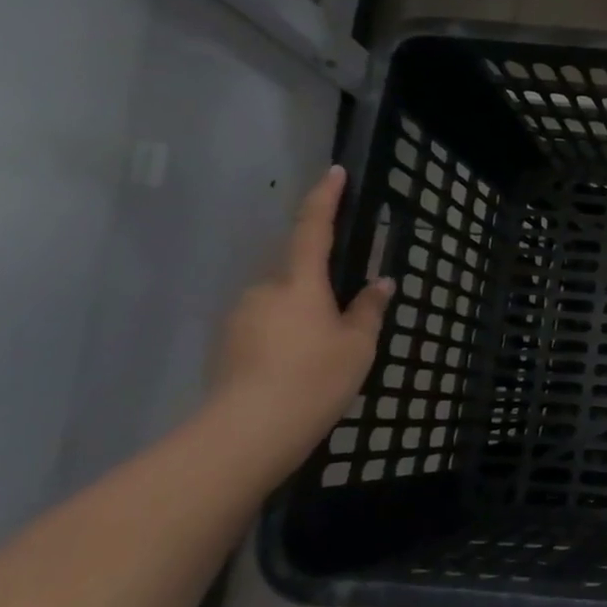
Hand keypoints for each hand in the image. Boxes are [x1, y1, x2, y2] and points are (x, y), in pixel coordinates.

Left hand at [208, 166, 391, 462]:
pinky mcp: (226, 344)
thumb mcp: (357, 346)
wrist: (246, 434)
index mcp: (299, 283)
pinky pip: (265, 325)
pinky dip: (285, 335)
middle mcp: (264, 290)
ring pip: (280, 301)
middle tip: (344, 315)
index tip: (335, 172)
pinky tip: (298, 366)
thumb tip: (380, 284)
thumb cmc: (314, 380)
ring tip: (323, 352)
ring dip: (302, 313)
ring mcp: (240, 317)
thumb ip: (368, 310)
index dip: (325, 199)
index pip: (313, 229)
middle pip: (295, 271)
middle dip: (319, 282)